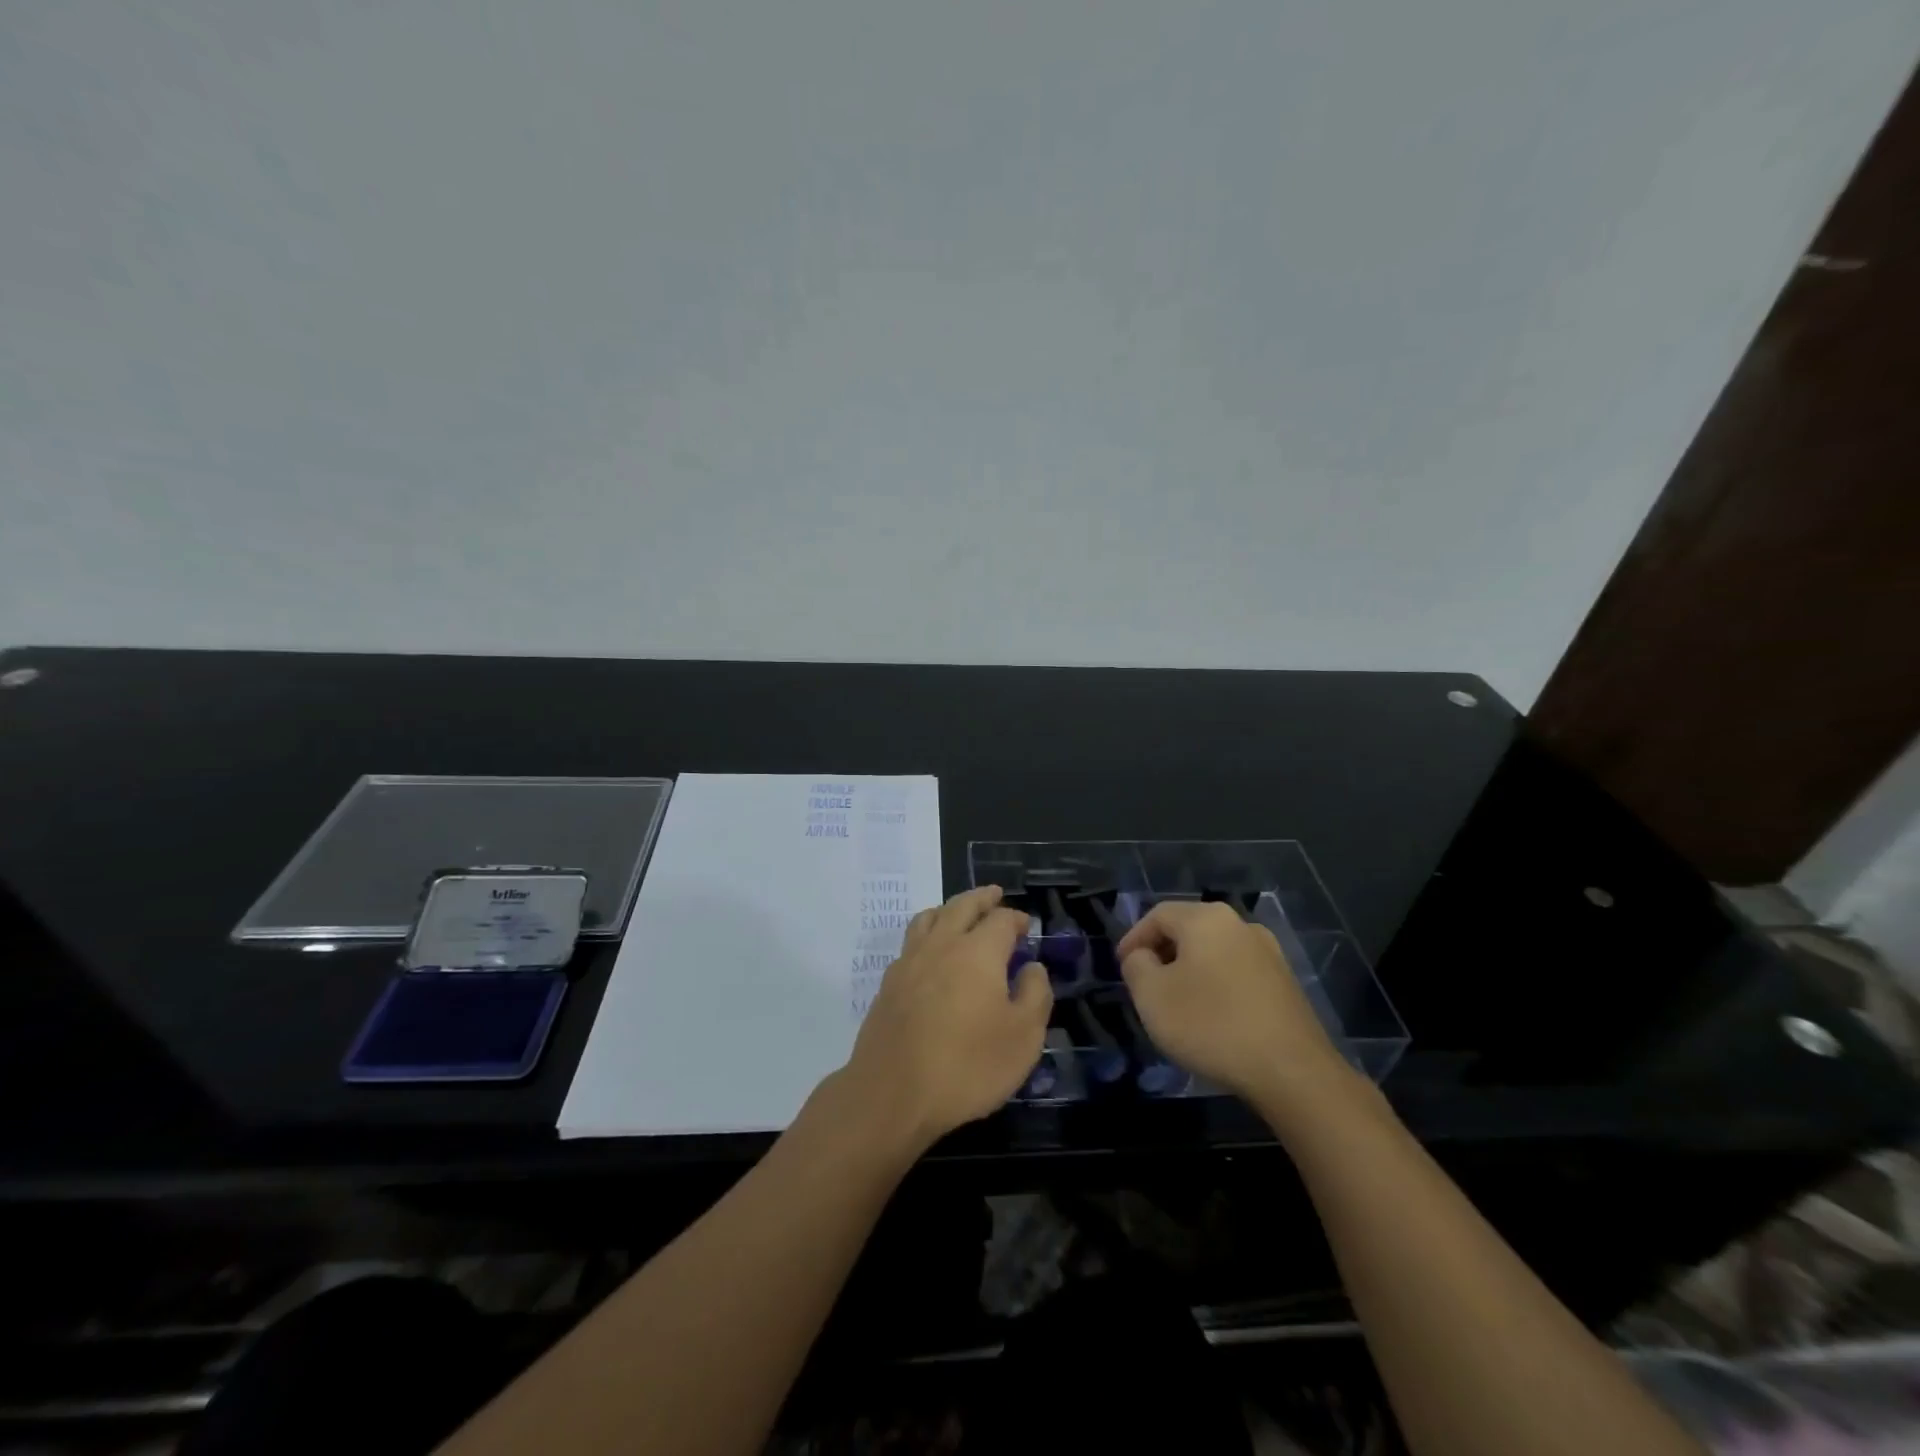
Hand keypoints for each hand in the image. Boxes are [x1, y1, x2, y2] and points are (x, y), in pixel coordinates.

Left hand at [834, 886, 1051, 1154]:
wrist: (892, 1093)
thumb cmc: (967, 1066)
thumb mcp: (1023, 1037)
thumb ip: (1034, 995)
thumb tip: (1031, 967)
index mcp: (978, 951)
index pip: (1001, 920)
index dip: (1016, 919)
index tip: (1026, 926)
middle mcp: (942, 944)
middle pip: (962, 906)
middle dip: (982, 898)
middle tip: (994, 894)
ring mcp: (909, 961)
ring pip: (929, 918)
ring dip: (949, 908)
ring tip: (959, 913)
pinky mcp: (888, 984)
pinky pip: (911, 942)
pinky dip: (927, 934)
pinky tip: (931, 954)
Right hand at [1116, 900, 1354, 1109]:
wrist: (1292, 1071)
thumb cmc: (1211, 1025)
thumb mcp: (1152, 996)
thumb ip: (1136, 965)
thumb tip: (1143, 956)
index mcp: (1206, 918)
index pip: (1157, 915)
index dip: (1134, 938)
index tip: (1122, 967)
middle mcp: (1240, 924)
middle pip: (1188, 929)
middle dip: (1162, 953)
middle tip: (1145, 983)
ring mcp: (1269, 952)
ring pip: (1214, 951)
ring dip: (1190, 970)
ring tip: (1176, 1002)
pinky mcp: (1285, 983)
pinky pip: (1237, 972)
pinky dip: (1217, 985)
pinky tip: (1212, 1016)